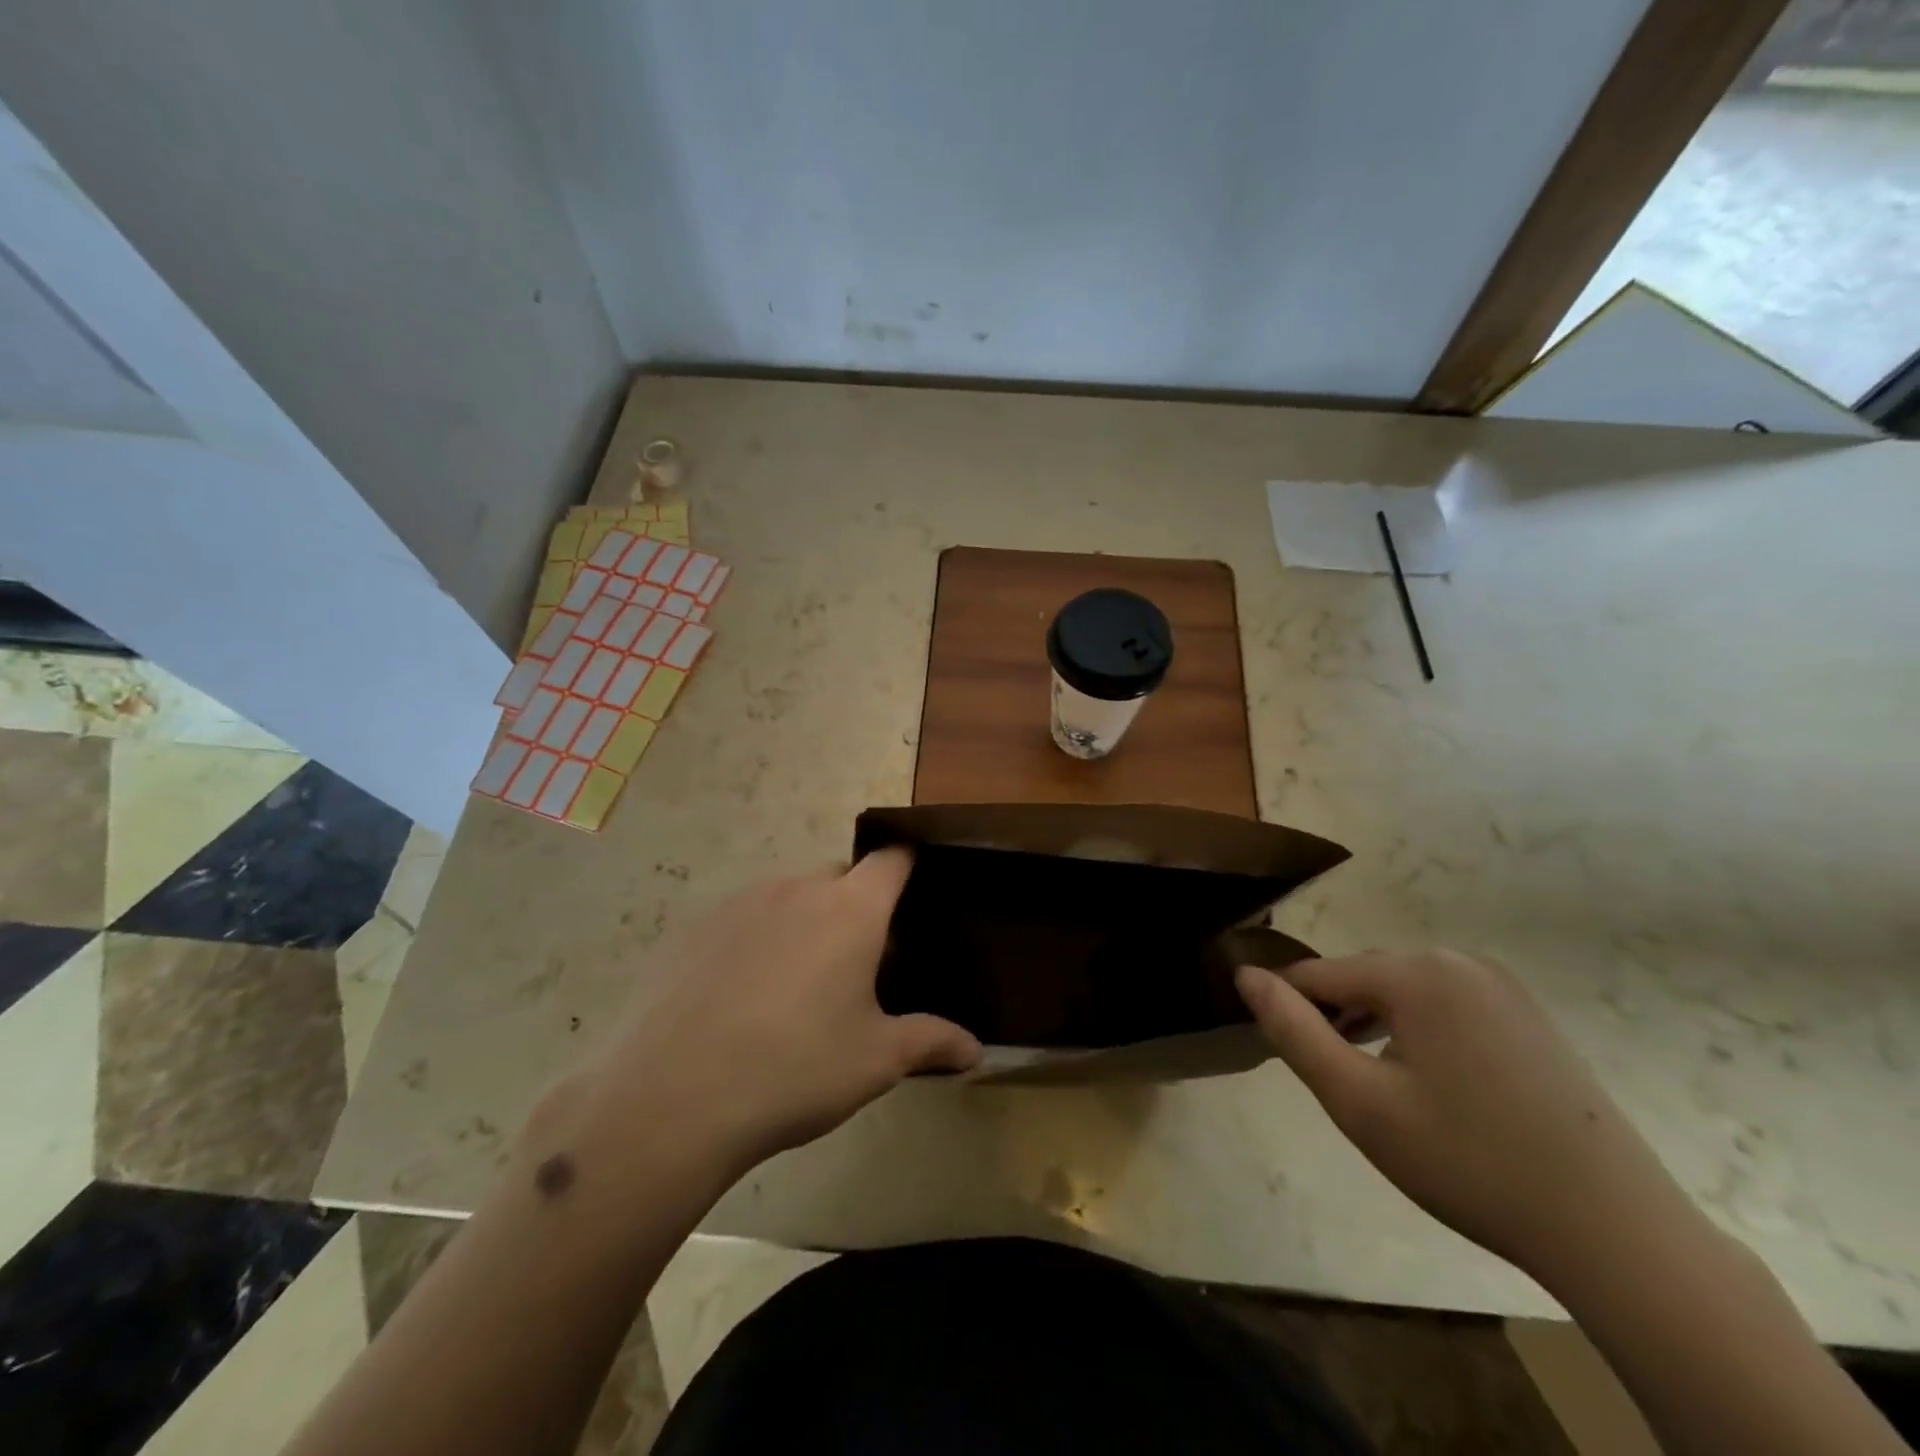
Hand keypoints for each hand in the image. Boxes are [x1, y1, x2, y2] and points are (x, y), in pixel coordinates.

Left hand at [584, 850, 980, 1175]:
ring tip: (799, 984)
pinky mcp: (695, 926)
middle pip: (840, 876)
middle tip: (860, 963)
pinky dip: (758, 938)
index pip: (891, 858)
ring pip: (790, 895)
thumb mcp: (876, 1061)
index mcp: (851, 909)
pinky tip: (743, 996)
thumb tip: (976, 1051)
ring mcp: (741, 902)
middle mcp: (797, 888)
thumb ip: (932, 1042)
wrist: (672, 1098)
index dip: (907, 867)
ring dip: (806, 921)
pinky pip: (744, 917)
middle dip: (857, 905)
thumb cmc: (796, 1069)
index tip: (914, 893)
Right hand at [1237, 951, 1697, 1280]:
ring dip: (1377, 1027)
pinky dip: (1422, 1033)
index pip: (1319, 974)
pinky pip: (1448, 1006)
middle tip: (1341, 1086)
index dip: (1290, 1010)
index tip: (1283, 1055)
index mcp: (1417, 972)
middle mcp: (1459, 961)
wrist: (1616, 1232)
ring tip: (1380, 1088)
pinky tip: (1434, 1087)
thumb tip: (1245, 975)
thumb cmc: (1468, 1162)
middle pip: (1364, 978)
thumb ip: (1292, 1030)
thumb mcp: (1359, 1101)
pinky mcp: (1529, 1016)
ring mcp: (1502, 986)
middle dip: (1338, 1019)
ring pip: (1405, 992)